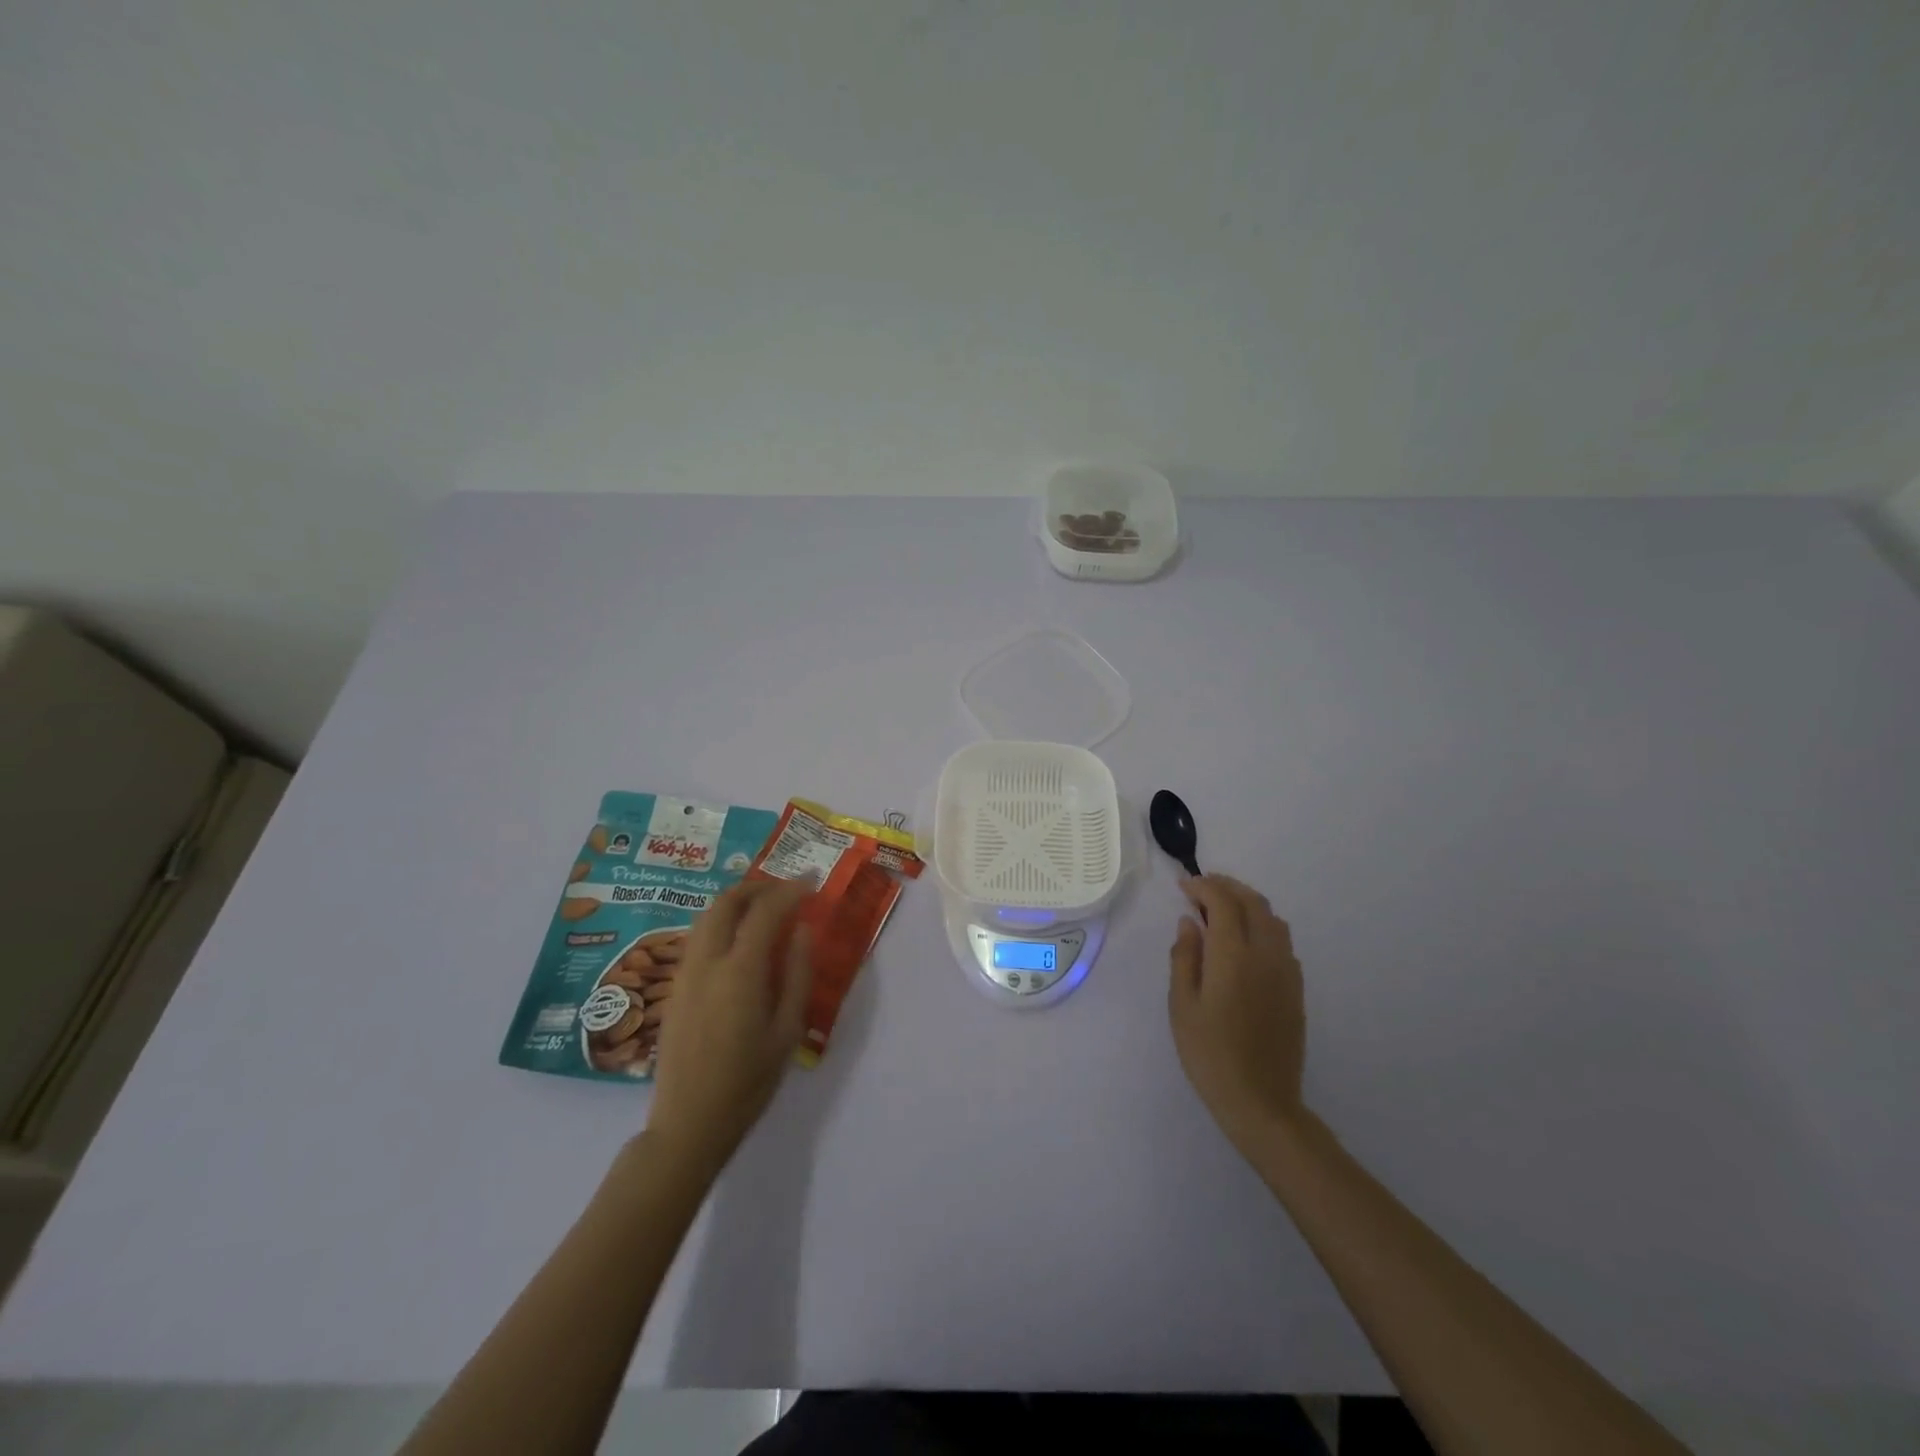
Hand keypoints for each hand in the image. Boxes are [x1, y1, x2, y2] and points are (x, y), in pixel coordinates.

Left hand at [645, 879, 812, 1172]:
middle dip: (757, 887)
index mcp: (739, 972)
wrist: (688, 1124)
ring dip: (736, 902)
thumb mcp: (788, 1031)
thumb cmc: (748, 1082)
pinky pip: (698, 938)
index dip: (790, 890)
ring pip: (706, 917)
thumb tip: (803, 931)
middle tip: (785, 890)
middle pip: (726, 902)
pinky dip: (721, 924)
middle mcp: (706, 962)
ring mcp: (684, 974)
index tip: (812, 882)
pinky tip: (740, 942)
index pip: (765, 911)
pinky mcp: (674, 989)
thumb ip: (797, 975)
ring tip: (765, 910)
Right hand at [1168, 875, 1306, 1158]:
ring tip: (1221, 910)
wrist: (1261, 1101)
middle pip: (1253, 902)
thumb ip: (1185, 957)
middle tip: (1201, 889)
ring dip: (1247, 903)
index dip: (1203, 887)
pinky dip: (1261, 925)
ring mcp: (1286, 971)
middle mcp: (1266, 955)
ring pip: (1272, 919)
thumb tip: (1189, 922)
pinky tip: (1244, 942)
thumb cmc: (1210, 1053)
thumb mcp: (1182, 1005)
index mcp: (1234, 956)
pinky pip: (1282, 941)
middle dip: (1226, 887)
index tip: (1183, 887)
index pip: (1223, 902)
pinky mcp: (1296, 988)